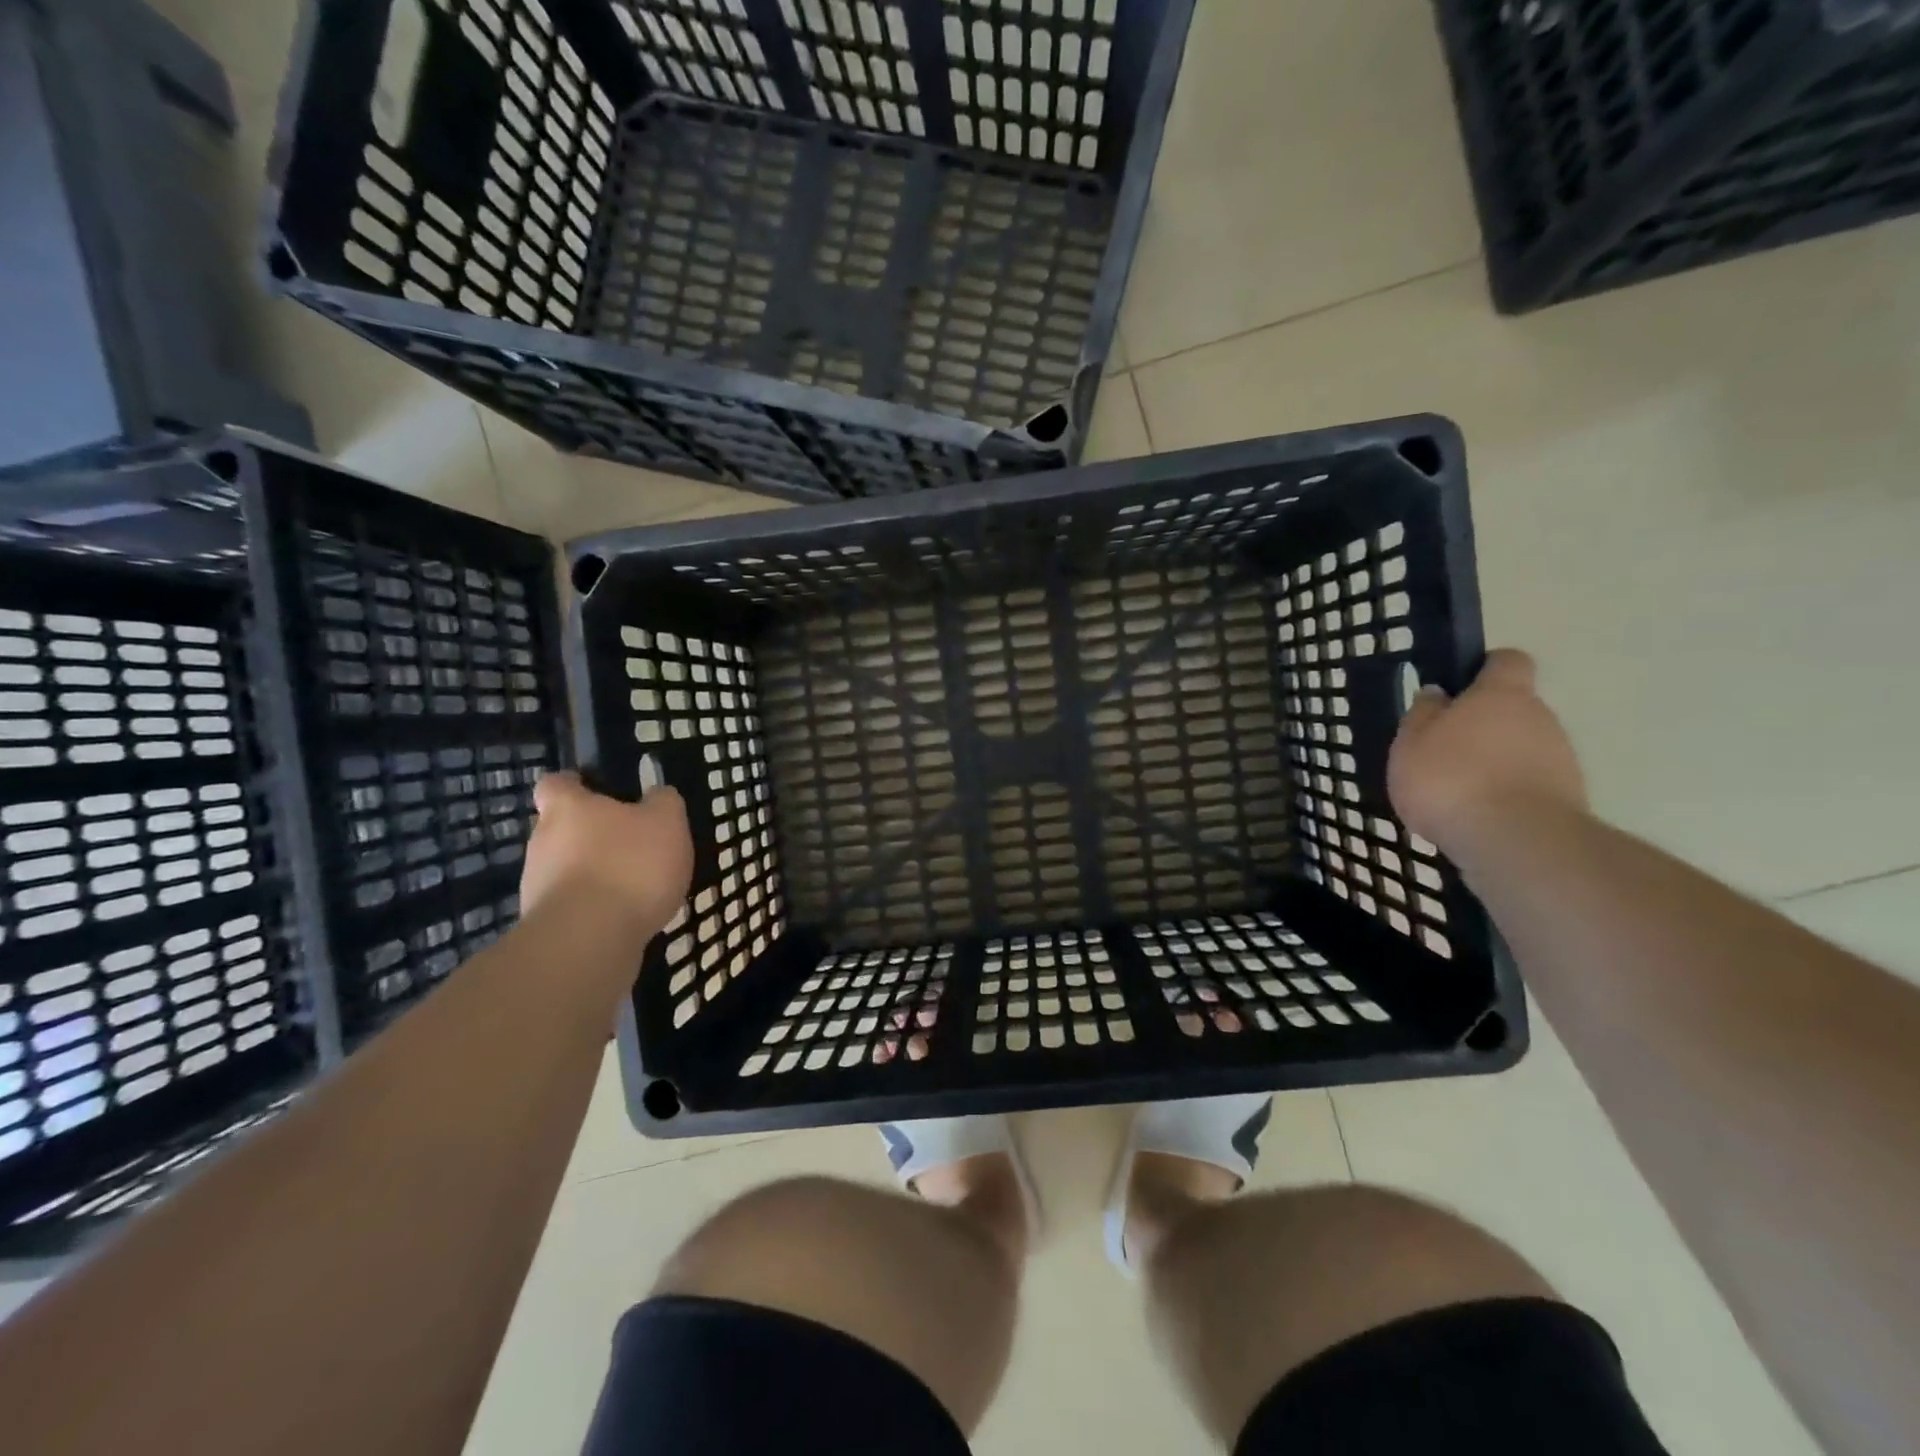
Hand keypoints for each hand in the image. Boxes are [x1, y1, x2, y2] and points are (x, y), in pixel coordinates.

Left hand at [520, 771, 693, 936]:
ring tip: (635, 888)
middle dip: (593, 835)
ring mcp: (537, 885)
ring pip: (567, 869)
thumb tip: (657, 795)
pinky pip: (572, 905)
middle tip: (633, 845)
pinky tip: (625, 917)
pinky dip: (594, 907)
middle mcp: (542, 841)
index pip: (555, 783)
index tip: (597, 790)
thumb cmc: (630, 865)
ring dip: (595, 874)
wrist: (588, 940)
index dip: (575, 784)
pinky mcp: (544, 924)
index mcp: (568, 808)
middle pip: (562, 829)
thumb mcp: (667, 821)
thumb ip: (664, 802)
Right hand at [1388, 649, 1587, 853]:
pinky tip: (1476, 816)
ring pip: (1522, 749)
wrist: (1515, 842)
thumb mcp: (1411, 743)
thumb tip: (1438, 695)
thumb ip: (1423, 715)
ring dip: (1494, 763)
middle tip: (1443, 751)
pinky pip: (1529, 785)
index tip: (1458, 687)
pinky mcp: (1566, 799)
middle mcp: (1541, 718)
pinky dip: (1505, 794)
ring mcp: (1561, 759)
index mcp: (1502, 695)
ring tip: (1456, 792)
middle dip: (1482, 726)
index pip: (1506, 661)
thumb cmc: (1451, 779)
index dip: (1484, 669)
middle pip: (1513, 710)